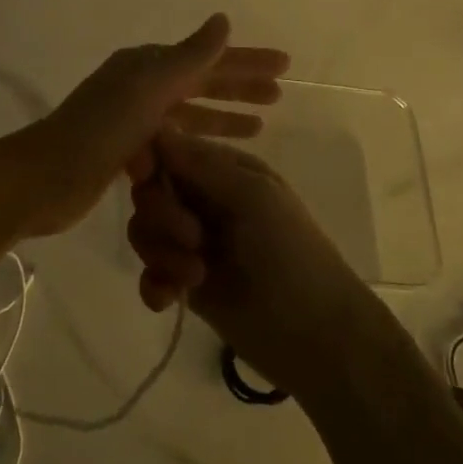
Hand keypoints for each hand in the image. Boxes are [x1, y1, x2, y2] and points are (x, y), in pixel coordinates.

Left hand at [0, 14, 289, 239]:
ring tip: (260, 127)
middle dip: (238, 87)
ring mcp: (130, 119)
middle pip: (199, 82)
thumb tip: (223, 20)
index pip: (207, 58)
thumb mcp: (148, 89)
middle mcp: (139, 86)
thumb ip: (189, 57)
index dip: (246, 61)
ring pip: (187, 113)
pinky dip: (195, 142)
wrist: (45, 177)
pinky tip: (214, 155)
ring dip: (221, 116)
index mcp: (145, 66)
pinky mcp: (124, 151)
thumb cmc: (100, 130)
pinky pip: (172, 140)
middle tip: (280, 96)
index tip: (285, 65)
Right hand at [127, 131, 378, 397]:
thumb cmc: (292, 254)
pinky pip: (150, 272)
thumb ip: (202, 164)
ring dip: (161, 253)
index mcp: (225, 172)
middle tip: (193, 239)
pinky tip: (169, 299)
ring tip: (194, 276)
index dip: (150, 161)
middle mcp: (205, 201)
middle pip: (151, 191)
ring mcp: (195, 243)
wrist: (317, 336)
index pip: (171, 151)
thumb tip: (157, 126)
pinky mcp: (186, 282)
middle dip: (162, 216)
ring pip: (146, 231)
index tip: (144, 176)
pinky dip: (154, 284)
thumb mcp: (253, 197)